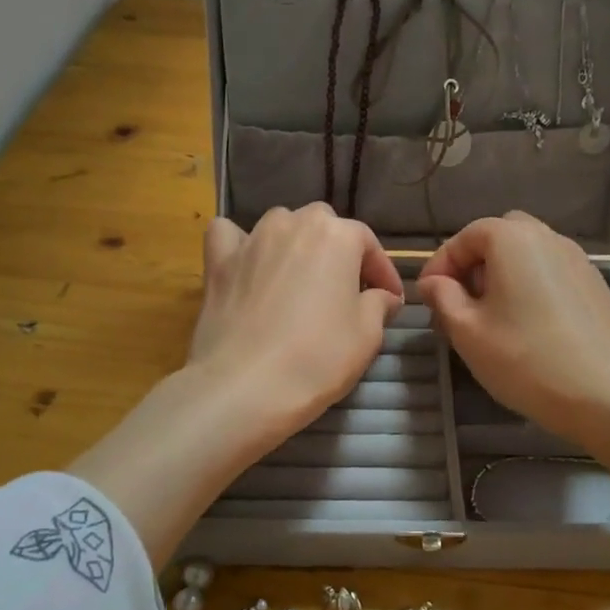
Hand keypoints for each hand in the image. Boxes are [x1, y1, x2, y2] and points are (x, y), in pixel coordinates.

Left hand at [189, 203, 404, 446]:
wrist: (245, 386)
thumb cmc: (318, 358)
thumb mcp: (367, 335)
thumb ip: (379, 304)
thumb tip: (382, 296)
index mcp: (336, 235)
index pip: (368, 244)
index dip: (382, 273)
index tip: (390, 300)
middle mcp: (292, 224)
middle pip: (322, 228)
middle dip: (337, 254)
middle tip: (345, 291)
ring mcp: (251, 240)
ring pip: (279, 227)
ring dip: (294, 246)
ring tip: (299, 280)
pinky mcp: (219, 262)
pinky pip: (229, 237)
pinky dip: (241, 245)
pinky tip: (247, 265)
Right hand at [417, 211, 609, 443]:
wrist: (604, 394)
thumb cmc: (524, 358)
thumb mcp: (467, 330)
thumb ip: (443, 297)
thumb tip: (432, 282)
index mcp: (513, 239)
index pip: (465, 237)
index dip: (440, 264)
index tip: (427, 297)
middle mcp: (549, 238)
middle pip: (501, 237)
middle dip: (475, 263)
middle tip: (462, 300)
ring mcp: (578, 261)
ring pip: (529, 255)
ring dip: (504, 275)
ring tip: (493, 317)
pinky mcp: (595, 286)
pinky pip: (552, 274)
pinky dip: (532, 287)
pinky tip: (529, 327)